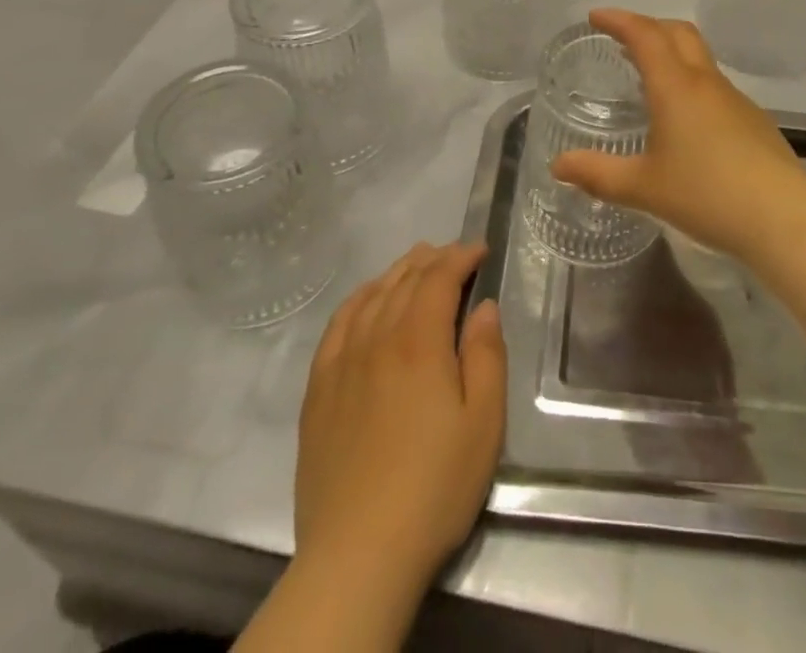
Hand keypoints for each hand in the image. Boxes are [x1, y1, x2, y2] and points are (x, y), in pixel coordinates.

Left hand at [295, 242, 506, 596]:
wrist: (357, 554)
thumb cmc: (434, 487)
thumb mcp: (484, 423)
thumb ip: (487, 355)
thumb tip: (483, 306)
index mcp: (419, 342)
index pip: (439, 278)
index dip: (461, 256)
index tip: (480, 250)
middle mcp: (377, 338)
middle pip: (404, 280)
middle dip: (433, 259)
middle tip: (454, 254)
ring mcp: (341, 362)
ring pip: (371, 295)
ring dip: (397, 272)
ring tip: (416, 264)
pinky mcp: (318, 389)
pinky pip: (338, 324)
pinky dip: (358, 299)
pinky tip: (367, 299)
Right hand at [551, 9, 805, 259]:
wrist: (782, 216)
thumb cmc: (706, 194)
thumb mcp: (643, 187)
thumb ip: (598, 174)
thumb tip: (558, 165)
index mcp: (675, 86)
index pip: (644, 35)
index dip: (619, 20)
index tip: (596, 17)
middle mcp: (706, 83)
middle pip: (678, 33)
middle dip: (648, 26)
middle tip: (622, 39)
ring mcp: (734, 100)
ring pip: (699, 59)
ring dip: (671, 54)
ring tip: (648, 76)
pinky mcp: (753, 121)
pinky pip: (714, 87)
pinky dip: (691, 83)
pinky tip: (685, 120)